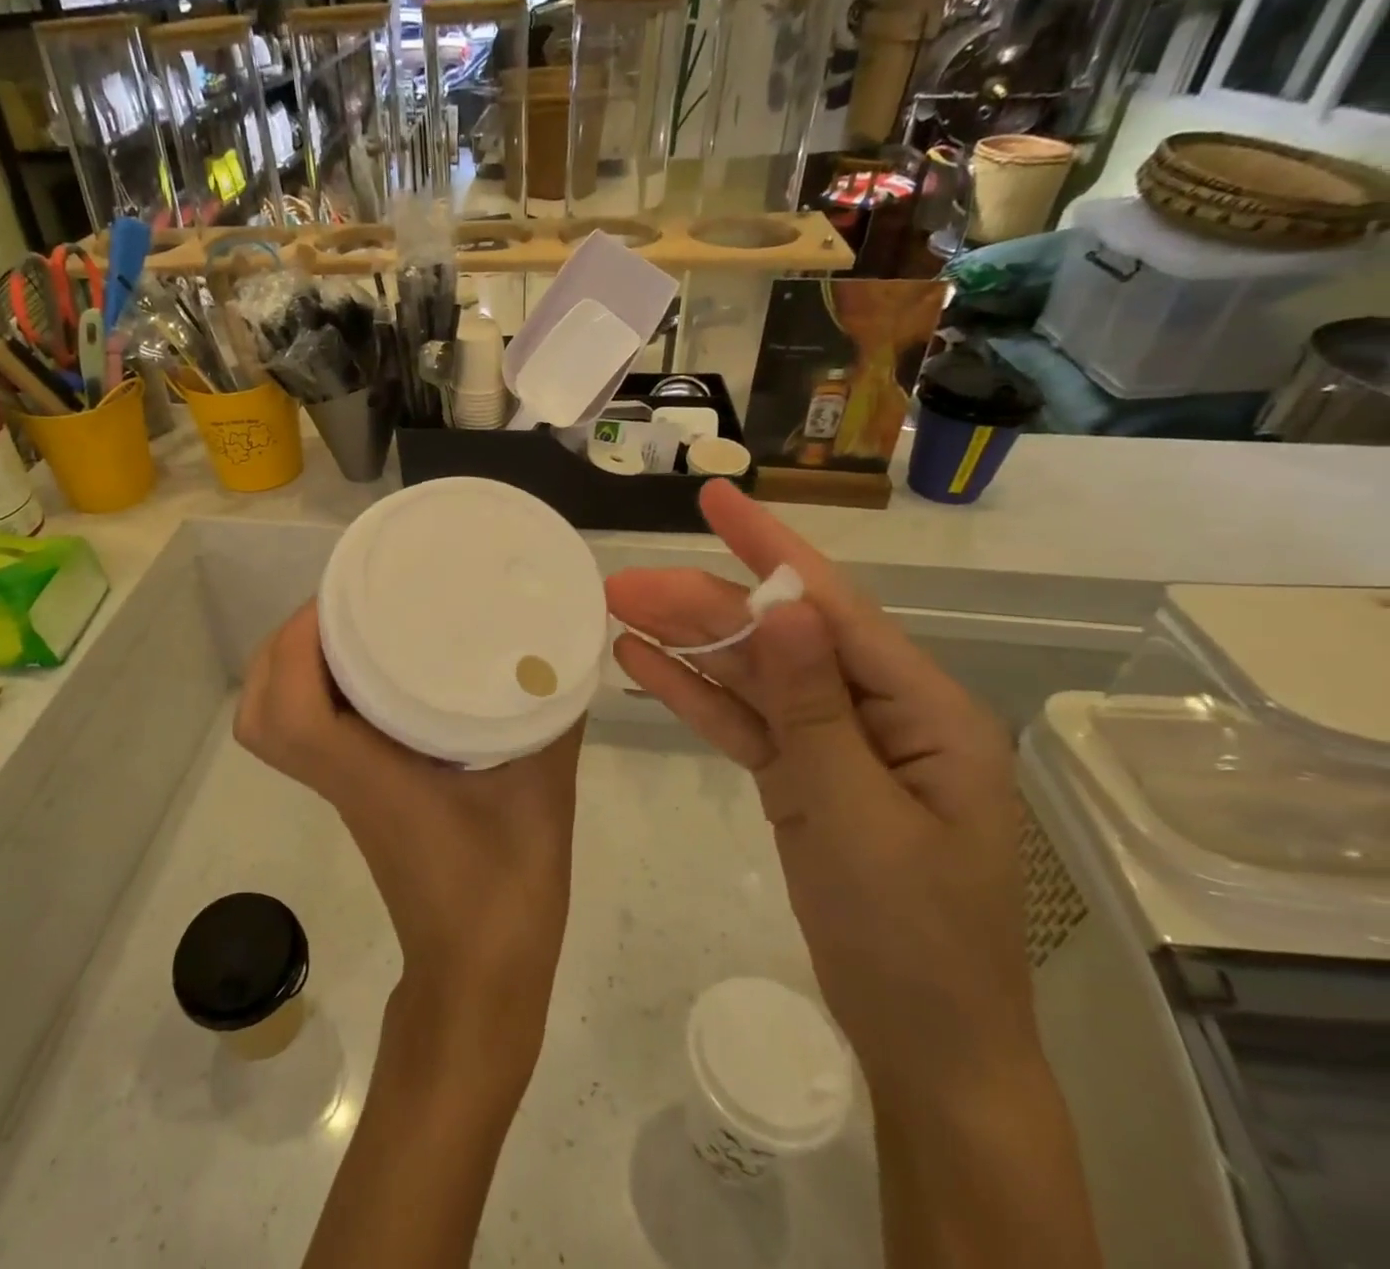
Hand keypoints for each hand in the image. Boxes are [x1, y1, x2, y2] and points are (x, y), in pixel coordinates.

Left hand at [234, 601, 585, 1075]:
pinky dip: (318, 692)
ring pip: (276, 725)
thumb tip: (561, 652)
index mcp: (368, 777)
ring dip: (293, 669)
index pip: (290, 711)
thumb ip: (552, 719)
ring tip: (349, 627)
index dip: (295, 646)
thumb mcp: (542, 792)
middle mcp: (340, 779)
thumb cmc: (507, 893)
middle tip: (340, 607)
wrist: (480, 980)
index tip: (335, 599)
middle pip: (260, 713)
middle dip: (283, 648)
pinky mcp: (357, 796)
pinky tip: (377, 670)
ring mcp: (342, 790)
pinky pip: (310, 733)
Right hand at [606, 482, 1037, 1109]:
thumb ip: (813, 705)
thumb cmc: (910, 934)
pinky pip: (743, 721)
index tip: (715, 497)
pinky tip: (642, 666)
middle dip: (701, 604)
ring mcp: (834, 743)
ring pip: (752, 674)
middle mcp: (877, 710)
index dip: (770, 546)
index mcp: (919, 708)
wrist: (923, 1041)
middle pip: (777, 636)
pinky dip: (695, 695)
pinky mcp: (801, 774)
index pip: (832, 606)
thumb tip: (784, 604)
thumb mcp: (855, 813)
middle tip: (620, 583)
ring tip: (617, 611)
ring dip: (688, 643)